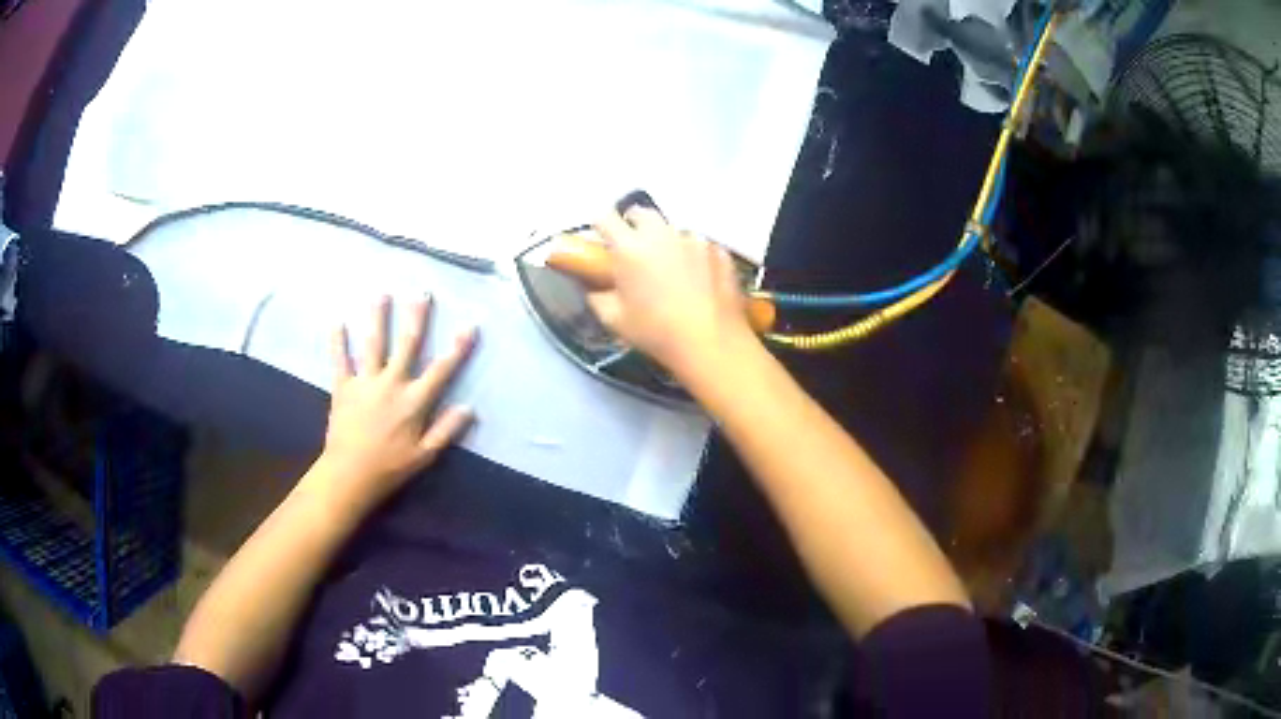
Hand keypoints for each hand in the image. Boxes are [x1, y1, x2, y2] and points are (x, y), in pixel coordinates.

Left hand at [311, 295, 476, 515]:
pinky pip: (340, 360)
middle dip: (416, 317)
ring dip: (378, 318)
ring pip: (373, 344)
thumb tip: (469, 408)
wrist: (349, 475)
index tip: (470, 325)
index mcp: (414, 402)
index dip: (458, 348)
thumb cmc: (389, 468)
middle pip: (407, 345)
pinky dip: (338, 341)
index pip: (441, 370)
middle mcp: (391, 384)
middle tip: (421, 292)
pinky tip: (337, 321)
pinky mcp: (343, 387)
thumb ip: (446, 430)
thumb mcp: (424, 456)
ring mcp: (365, 382)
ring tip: (381, 294)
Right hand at [586, 209, 756, 375]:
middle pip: (641, 214)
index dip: (600, 227)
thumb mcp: (614, 320)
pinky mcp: (718, 249)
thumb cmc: (656, 332)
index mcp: (630, 247)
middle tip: (634, 252)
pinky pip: (698, 244)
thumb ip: (597, 295)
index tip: (603, 241)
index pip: (605, 218)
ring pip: (671, 229)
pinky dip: (692, 255)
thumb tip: (594, 286)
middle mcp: (661, 233)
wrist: (711, 343)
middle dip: (634, 226)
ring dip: (664, 241)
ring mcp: (693, 238)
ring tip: (669, 270)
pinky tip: (696, 279)